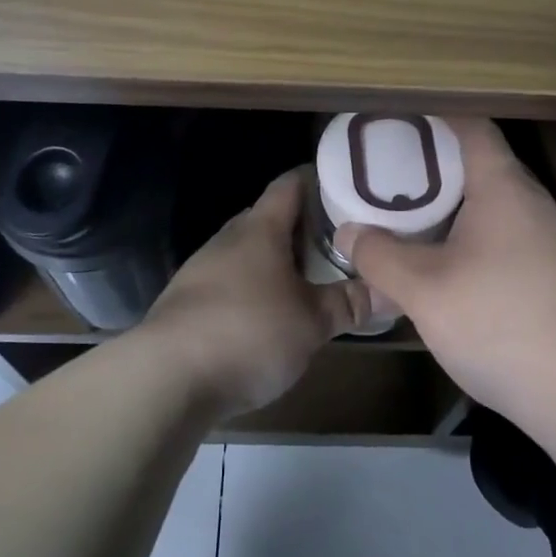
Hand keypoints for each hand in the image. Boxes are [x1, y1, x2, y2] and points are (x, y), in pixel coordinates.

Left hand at [143, 166, 365, 418]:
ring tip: (309, 280)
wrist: (165, 377)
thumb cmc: (249, 332)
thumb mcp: (312, 322)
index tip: (347, 187)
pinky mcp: (187, 302)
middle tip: (338, 242)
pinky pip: (229, 282)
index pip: (290, 184)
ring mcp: (202, 269)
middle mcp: (229, 239)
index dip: (317, 180)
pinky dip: (253, 289)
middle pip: (269, 218)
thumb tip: (390, 290)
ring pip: (248, 252)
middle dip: (302, 227)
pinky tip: (268, 316)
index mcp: (260, 229)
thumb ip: (349, 303)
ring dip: (276, 261)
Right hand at [334, 118, 555, 433]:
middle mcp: (533, 201)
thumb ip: (379, 256)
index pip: (471, 125)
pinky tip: (450, 265)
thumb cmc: (500, 323)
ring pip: (493, 203)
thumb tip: (348, 233)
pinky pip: (507, 234)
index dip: (433, 115)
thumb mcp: (423, 291)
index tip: (396, 119)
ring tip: (411, 217)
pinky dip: (473, 234)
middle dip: (434, 164)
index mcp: (503, 186)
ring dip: (454, 204)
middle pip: (480, 163)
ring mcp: (551, 238)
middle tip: (389, 173)